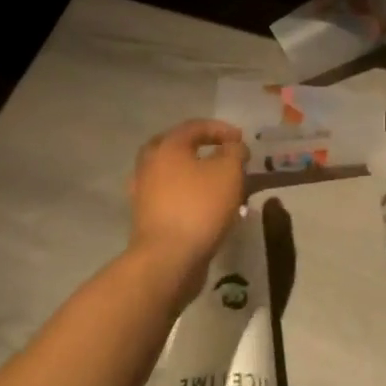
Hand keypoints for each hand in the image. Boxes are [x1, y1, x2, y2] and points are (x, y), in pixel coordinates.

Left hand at [126, 120, 248, 296]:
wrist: (168, 258)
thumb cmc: (200, 207)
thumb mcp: (229, 172)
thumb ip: (235, 152)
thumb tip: (233, 147)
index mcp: (167, 147)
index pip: (195, 127)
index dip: (221, 129)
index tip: (241, 140)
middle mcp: (150, 165)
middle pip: (177, 147)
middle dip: (201, 148)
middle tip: (222, 154)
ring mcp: (144, 192)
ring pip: (173, 173)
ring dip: (196, 174)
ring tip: (219, 184)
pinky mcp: (147, 217)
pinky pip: (171, 196)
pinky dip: (189, 195)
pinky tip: (207, 206)